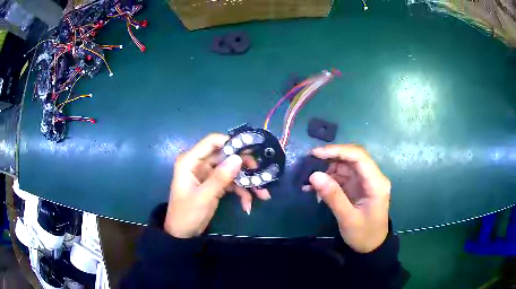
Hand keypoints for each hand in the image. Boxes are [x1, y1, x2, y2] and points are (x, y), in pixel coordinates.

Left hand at [164, 134, 270, 237]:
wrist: (183, 234)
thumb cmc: (187, 213)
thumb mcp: (204, 196)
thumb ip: (220, 177)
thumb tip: (238, 158)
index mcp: (190, 161)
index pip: (212, 142)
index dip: (231, 143)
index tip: (251, 150)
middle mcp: (199, 164)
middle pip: (226, 156)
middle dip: (244, 166)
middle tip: (261, 174)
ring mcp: (208, 175)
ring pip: (231, 171)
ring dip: (247, 182)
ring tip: (262, 194)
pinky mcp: (214, 185)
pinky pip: (231, 183)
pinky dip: (241, 192)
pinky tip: (248, 205)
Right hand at [303, 145, 390, 252]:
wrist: (371, 247)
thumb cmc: (363, 235)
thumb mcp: (347, 218)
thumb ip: (333, 196)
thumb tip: (313, 175)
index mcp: (376, 183)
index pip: (359, 157)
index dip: (338, 151)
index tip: (316, 153)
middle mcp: (373, 177)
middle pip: (352, 158)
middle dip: (330, 158)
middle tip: (309, 162)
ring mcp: (365, 181)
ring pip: (345, 166)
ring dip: (327, 170)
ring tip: (309, 180)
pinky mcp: (358, 186)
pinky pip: (342, 176)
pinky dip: (328, 180)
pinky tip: (314, 188)